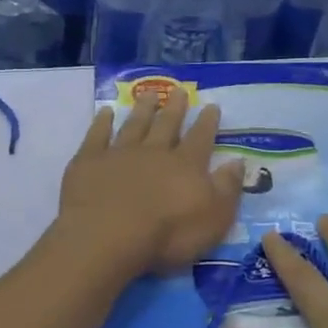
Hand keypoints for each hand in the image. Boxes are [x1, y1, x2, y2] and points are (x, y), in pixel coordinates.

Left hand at [58, 95, 244, 276]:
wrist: (108, 236)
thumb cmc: (167, 234)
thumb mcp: (214, 218)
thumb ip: (227, 188)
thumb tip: (238, 162)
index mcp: (186, 165)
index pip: (201, 138)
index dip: (207, 122)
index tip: (211, 105)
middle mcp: (154, 151)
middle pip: (166, 125)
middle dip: (175, 108)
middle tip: (180, 91)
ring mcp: (119, 153)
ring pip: (134, 125)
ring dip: (142, 109)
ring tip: (149, 94)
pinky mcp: (89, 161)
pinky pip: (97, 135)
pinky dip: (102, 122)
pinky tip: (105, 112)